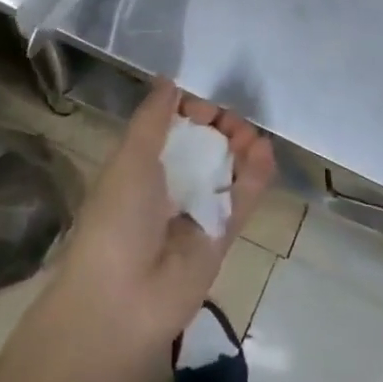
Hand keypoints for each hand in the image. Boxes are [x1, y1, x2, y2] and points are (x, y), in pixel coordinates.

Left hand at [51, 79, 275, 356]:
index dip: (190, 110)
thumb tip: (169, 79)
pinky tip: (264, 150)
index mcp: (139, 167)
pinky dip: (256, 175)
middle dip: (219, 126)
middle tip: (230, 118)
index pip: (172, 128)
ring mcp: (196, 213)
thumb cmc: (117, 219)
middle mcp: (168, 187)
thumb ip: (153, 117)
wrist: (122, 302)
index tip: (203, 101)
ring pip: (226, 170)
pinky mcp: (221, 238)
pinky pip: (243, 199)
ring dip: (240, 147)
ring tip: (249, 133)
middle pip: (202, 146)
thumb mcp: (130, 157)